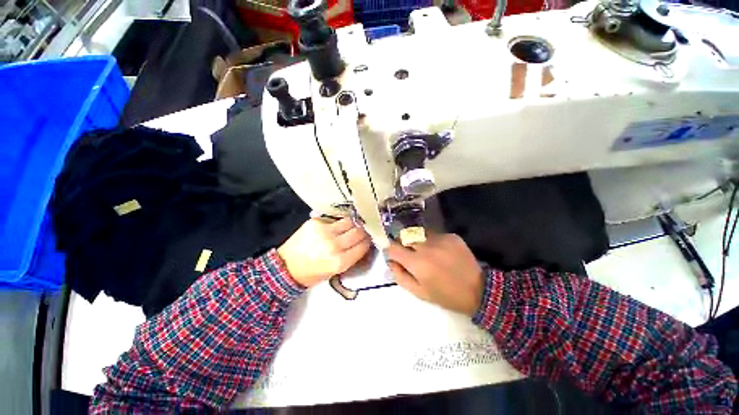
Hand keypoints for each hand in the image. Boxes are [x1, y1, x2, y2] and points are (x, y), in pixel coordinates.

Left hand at [278, 218, 371, 287]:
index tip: (368, 239)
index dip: (368, 241)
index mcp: (340, 261)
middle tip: (363, 230)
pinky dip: (340, 221)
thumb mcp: (335, 271)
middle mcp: (334, 245)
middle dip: (363, 231)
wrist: (286, 266)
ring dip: (353, 224)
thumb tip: (363, 243)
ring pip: (349, 222)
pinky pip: (335, 219)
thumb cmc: (313, 273)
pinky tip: (339, 224)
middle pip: (358, 231)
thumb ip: (350, 257)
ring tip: (352, 225)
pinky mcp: (316, 222)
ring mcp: (325, 231)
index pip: (363, 246)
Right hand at [388, 233, 483, 315]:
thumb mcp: (419, 292)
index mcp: (417, 263)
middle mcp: (426, 247)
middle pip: (405, 236)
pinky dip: (432, 241)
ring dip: (417, 241)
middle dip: (402, 243)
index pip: (393, 248)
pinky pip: (434, 234)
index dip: (391, 251)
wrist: (478, 291)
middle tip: (409, 253)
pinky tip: (440, 251)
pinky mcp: (451, 236)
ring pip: (419, 233)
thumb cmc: (446, 295)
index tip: (394, 255)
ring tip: (425, 251)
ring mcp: (440, 239)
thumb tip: (391, 262)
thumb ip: (400, 276)